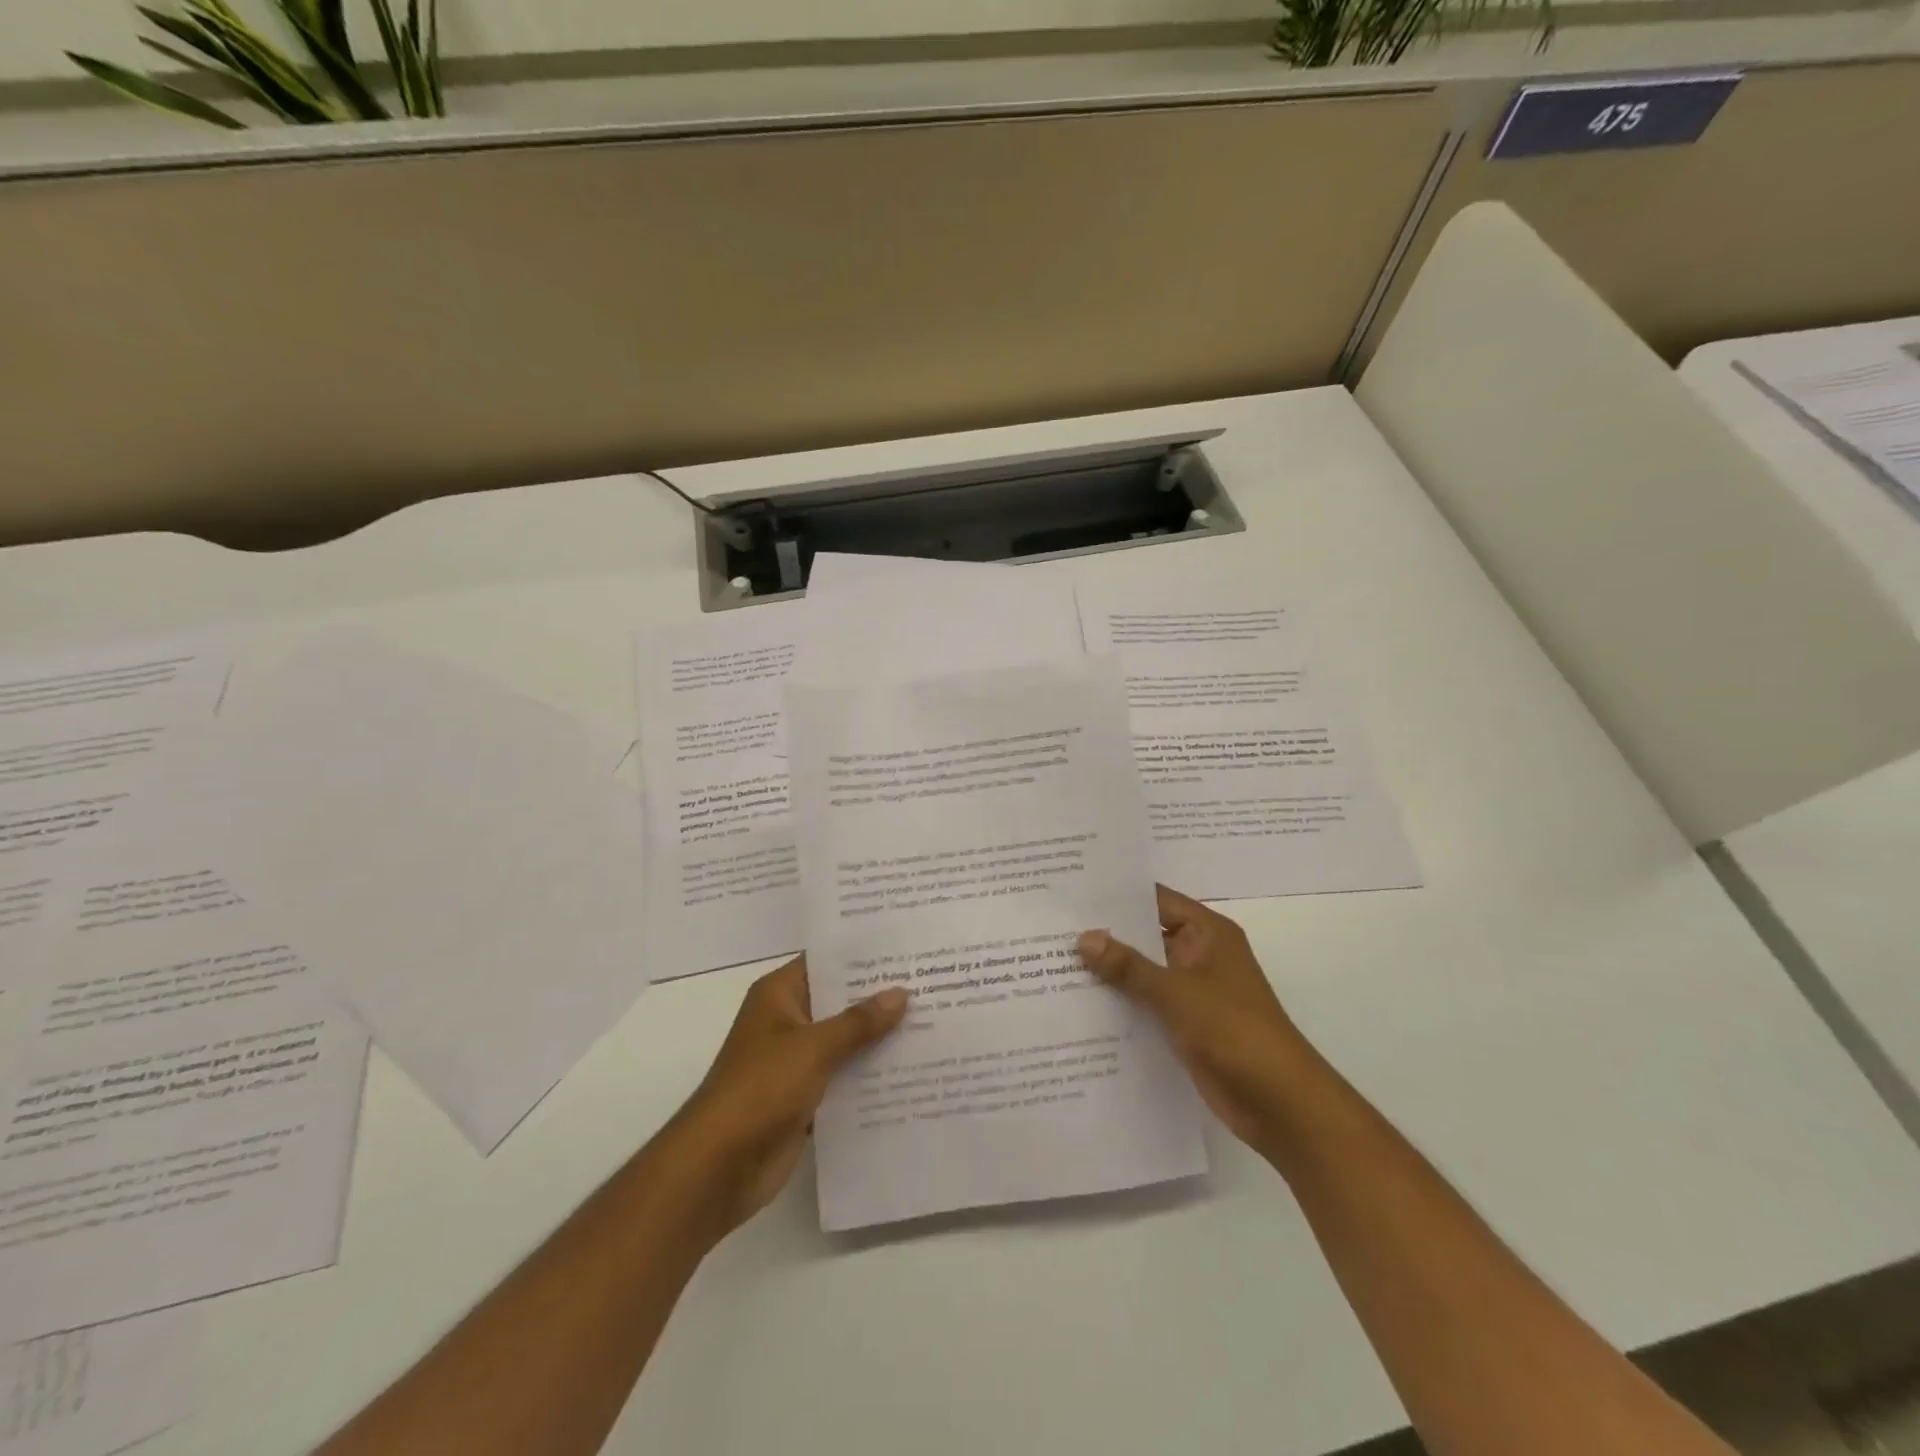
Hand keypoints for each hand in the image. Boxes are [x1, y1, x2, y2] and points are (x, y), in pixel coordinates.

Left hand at [668, 956, 907, 1237]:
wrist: (718, 1168)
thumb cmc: (760, 1089)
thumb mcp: (813, 1047)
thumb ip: (859, 1021)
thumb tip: (901, 993)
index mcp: (779, 995)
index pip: (827, 961)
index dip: (863, 954)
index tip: (907, 947)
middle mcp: (787, 1020)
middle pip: (840, 1000)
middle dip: (880, 997)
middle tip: (931, 981)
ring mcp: (795, 1060)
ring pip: (845, 1040)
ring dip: (878, 1037)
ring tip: (933, 1021)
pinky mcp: (804, 1096)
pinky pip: (843, 1076)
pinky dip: (869, 1074)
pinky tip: (910, 1069)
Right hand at [1079, 885, 1321, 1157]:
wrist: (1280, 1103)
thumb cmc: (1233, 1030)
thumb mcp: (1176, 992)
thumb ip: (1128, 966)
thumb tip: (1084, 938)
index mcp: (1207, 933)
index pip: (1155, 900)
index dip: (1117, 895)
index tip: (1073, 891)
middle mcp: (1199, 955)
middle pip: (1146, 936)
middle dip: (1106, 935)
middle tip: (1052, 926)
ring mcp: (1193, 992)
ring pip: (1143, 972)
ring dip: (1110, 972)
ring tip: (1053, 961)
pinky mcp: (1186, 1025)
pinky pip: (1146, 1004)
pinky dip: (1121, 1003)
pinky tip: (1079, 1005)